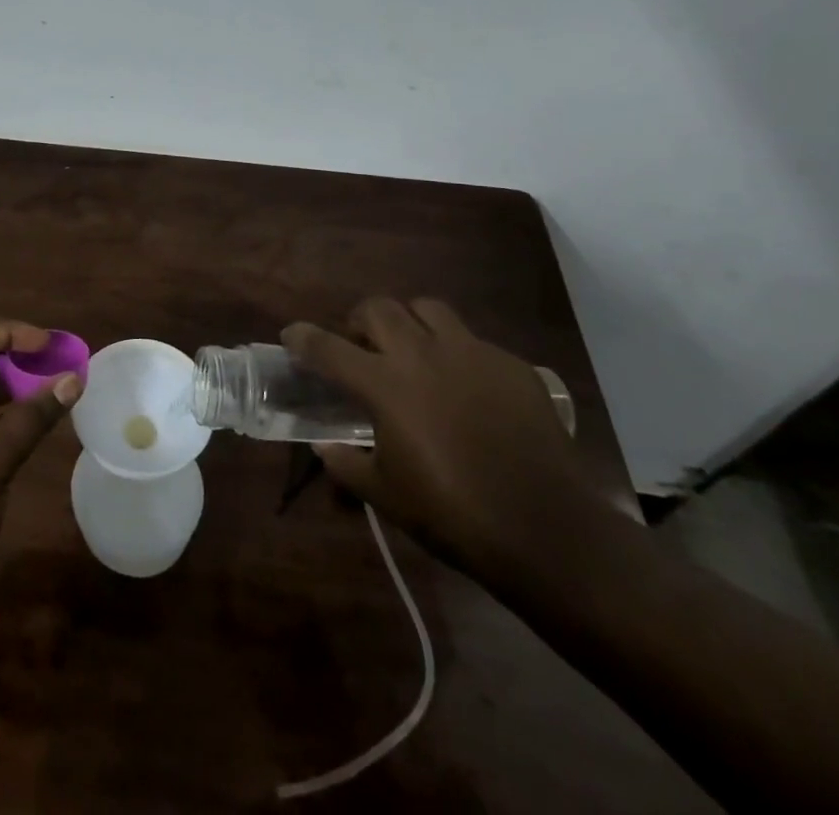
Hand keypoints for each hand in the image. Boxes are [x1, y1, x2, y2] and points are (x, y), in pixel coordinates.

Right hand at [283, 298, 596, 583]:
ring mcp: (471, 353)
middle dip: (360, 320)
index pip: (328, 348)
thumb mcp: (386, 496)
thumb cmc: (454, 515)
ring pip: (427, 308)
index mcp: (386, 385)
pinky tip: (464, 385)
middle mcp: (423, 355)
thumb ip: (346, 465)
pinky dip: (455, 351)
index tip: (291, 335)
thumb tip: (324, 448)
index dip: (303, 338)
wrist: (547, 530)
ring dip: (409, 321)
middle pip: (378, 308)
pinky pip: (472, 340)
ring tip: (411, 348)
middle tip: (361, 345)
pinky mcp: (510, 364)